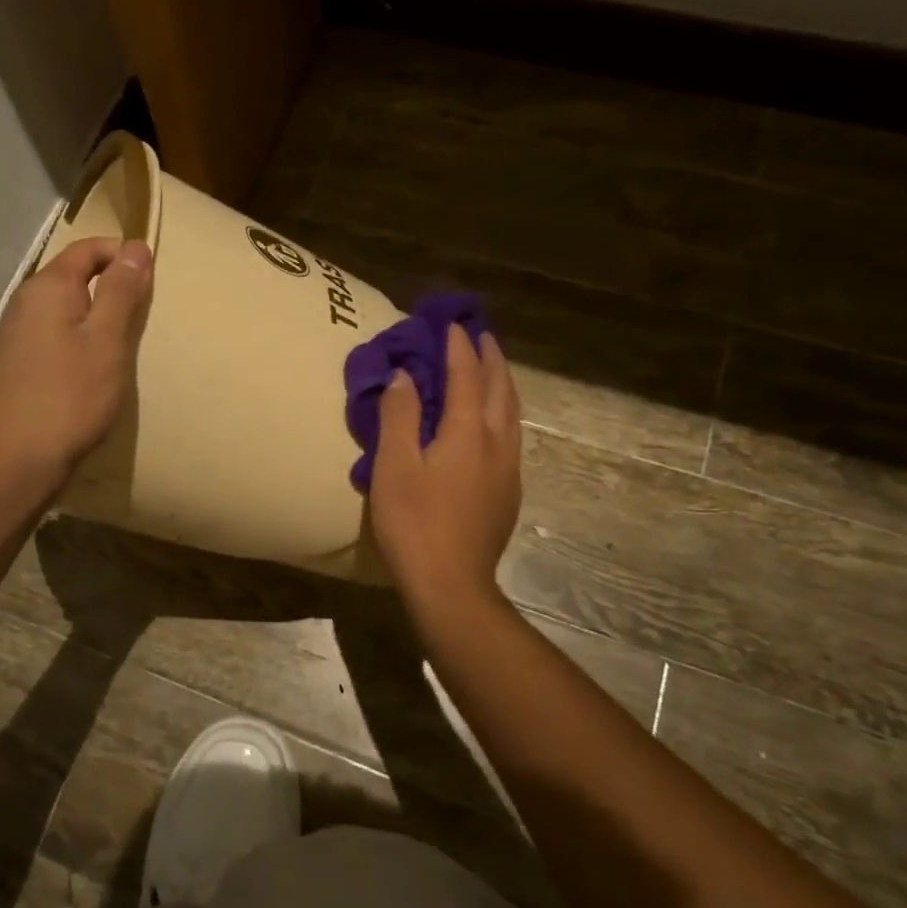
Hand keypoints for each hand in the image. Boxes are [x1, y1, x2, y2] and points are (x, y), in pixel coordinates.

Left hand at [0, 236, 152, 490]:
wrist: (14, 460)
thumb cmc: (69, 396)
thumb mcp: (107, 340)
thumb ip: (121, 292)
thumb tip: (134, 247)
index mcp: (48, 287)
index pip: (88, 248)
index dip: (122, 254)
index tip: (153, 279)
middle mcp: (26, 303)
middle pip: (75, 277)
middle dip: (112, 287)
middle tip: (145, 316)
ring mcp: (17, 336)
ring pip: (66, 310)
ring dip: (97, 319)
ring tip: (125, 345)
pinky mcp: (18, 365)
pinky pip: (56, 337)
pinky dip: (81, 342)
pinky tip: (94, 370)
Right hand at [368, 325, 521, 619]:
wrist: (451, 584)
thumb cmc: (414, 523)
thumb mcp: (394, 466)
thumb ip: (399, 417)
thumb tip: (403, 377)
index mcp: (469, 433)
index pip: (466, 376)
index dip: (458, 348)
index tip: (450, 323)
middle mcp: (497, 444)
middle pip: (501, 389)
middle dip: (490, 358)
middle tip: (479, 335)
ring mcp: (508, 470)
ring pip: (512, 413)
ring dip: (501, 383)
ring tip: (490, 368)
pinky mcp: (508, 493)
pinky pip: (510, 435)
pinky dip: (502, 412)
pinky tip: (491, 422)